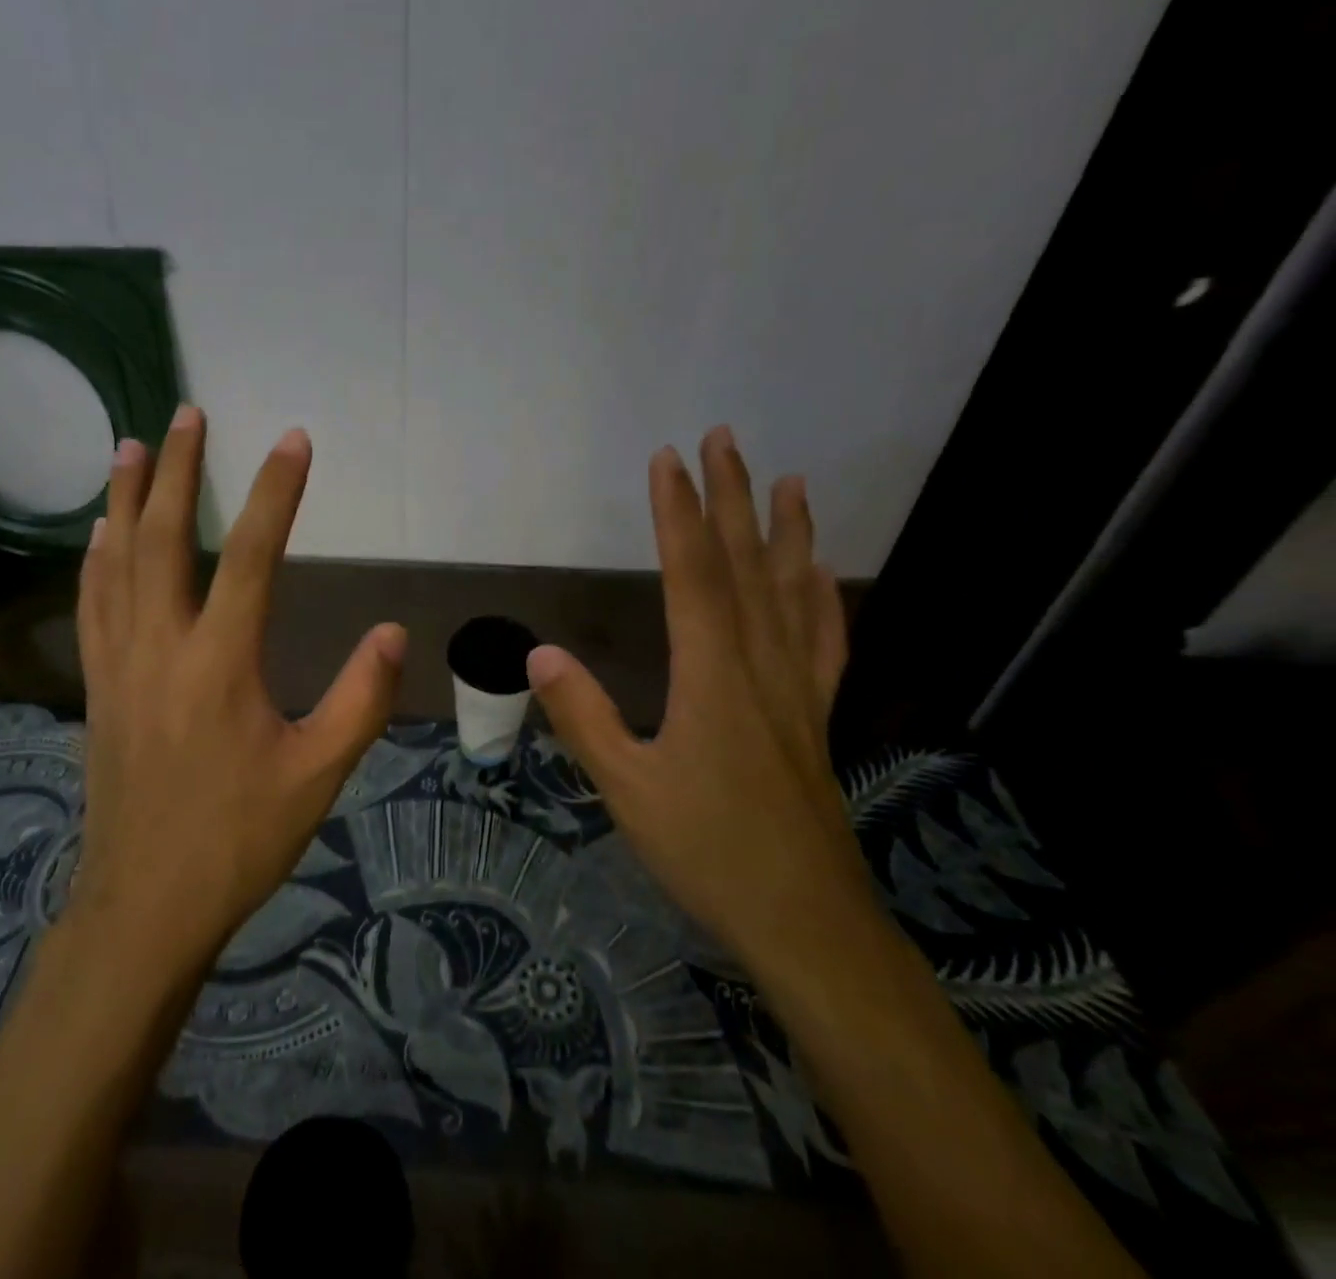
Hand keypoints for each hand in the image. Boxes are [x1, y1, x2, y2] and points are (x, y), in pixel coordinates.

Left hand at [71, 406, 406, 971]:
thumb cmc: (239, 839)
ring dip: (124, 499)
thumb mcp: (320, 775)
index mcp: (220, 664)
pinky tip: (99, 533)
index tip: (294, 440)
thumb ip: (361, 700)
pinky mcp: (98, 686)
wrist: (146, 905)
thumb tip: (395, 632)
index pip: (253, 557)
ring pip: (115, 562)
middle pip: (164, 539)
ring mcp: (119, 664)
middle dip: (178, 470)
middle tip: (187, 415)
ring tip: (130, 448)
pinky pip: (92, 603)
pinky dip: (96, 556)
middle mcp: (161, 647)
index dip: (278, 493)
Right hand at [526, 426, 873, 976]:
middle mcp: (760, 665)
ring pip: (793, 592)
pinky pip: (823, 640)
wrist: (806, 922)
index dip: (678, 513)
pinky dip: (822, 597)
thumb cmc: (709, 852)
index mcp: (713, 675)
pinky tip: (822, 574)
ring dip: (788, 532)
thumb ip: (585, 718)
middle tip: (724, 439)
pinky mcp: (816, 715)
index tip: (667, 460)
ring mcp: (797, 689)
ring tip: (789, 482)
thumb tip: (539, 655)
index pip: (693, 573)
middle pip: (746, 565)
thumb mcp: (628, 789)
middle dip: (731, 498)